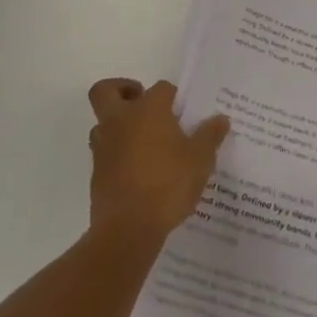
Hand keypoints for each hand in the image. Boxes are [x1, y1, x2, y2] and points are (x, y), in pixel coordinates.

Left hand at [87, 79, 228, 247]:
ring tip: (144, 142)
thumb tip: (220, 119)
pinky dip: (117, 153)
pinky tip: (138, 170)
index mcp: (148, 110)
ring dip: (118, 125)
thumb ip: (210, 136)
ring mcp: (104, 146)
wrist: (128, 228)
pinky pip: (104, 152)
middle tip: (142, 103)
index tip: (184, 112)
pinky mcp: (96, 173)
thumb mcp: (200, 160)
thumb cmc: (168, 184)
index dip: (173, 96)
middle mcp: (120, 120)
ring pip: (102, 123)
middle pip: (106, 90)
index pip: (161, 88)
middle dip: (122, 90)